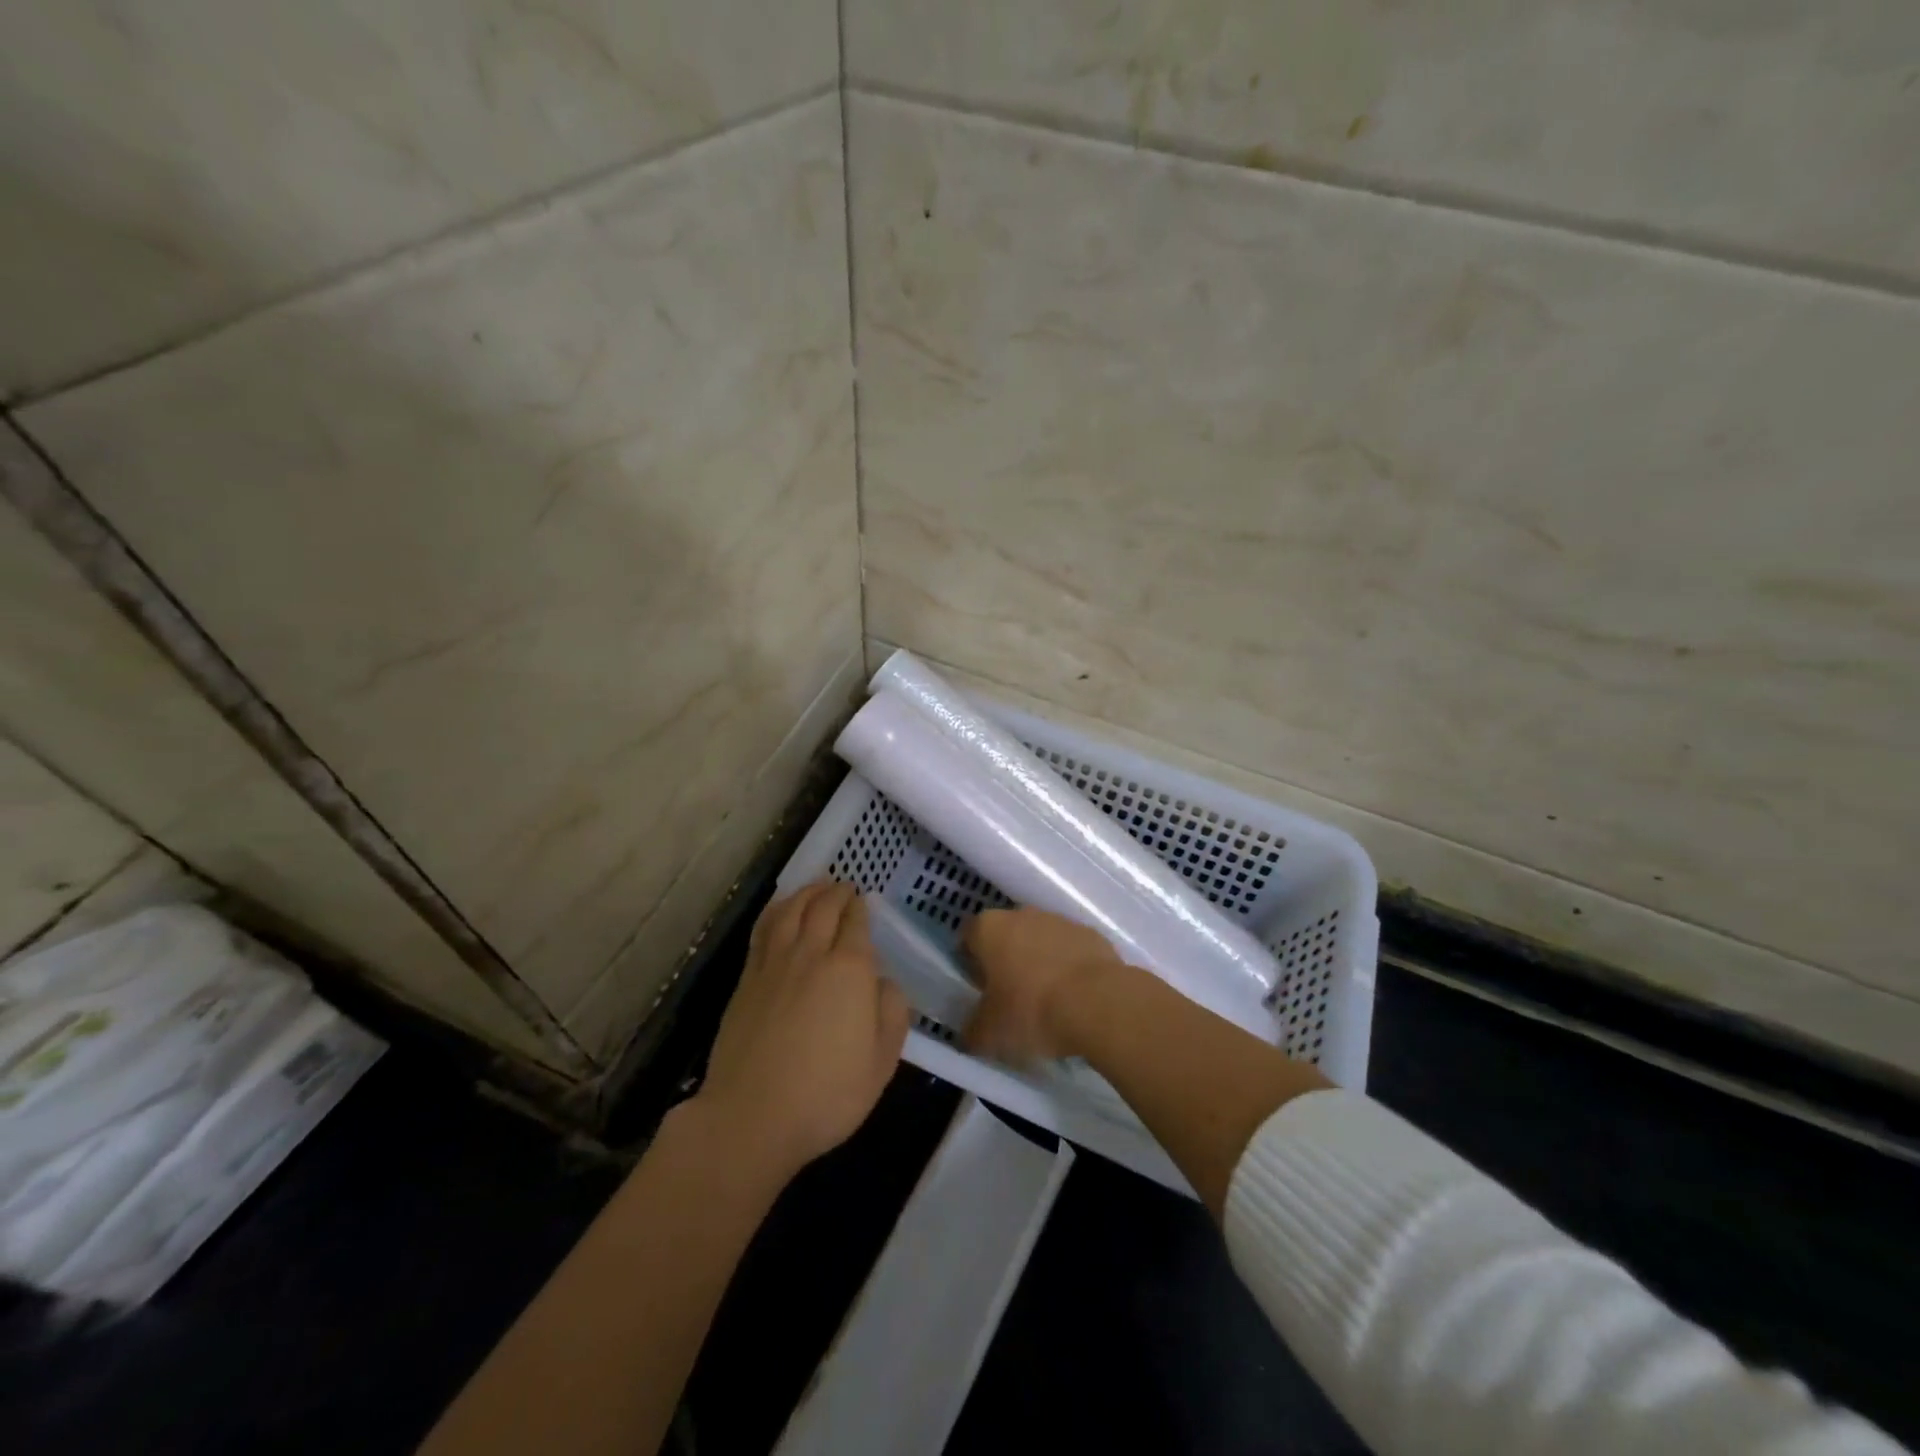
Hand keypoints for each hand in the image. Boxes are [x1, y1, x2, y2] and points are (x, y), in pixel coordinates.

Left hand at [694, 882, 908, 1184]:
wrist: (751, 1116)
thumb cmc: (827, 1094)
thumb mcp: (882, 1062)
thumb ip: (892, 1014)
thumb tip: (884, 983)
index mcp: (849, 970)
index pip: (856, 924)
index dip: (861, 908)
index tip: (864, 900)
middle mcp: (811, 955)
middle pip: (823, 909)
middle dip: (836, 893)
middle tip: (843, 886)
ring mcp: (773, 965)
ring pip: (790, 912)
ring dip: (805, 894)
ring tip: (815, 887)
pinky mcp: (746, 980)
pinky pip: (763, 931)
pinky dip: (776, 912)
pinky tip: (780, 912)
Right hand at [961, 907, 1128, 1065]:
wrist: (1098, 1003)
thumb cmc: (1031, 1010)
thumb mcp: (990, 1033)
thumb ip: (972, 1031)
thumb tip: (969, 1034)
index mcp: (989, 928)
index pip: (968, 937)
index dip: (971, 963)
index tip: (979, 991)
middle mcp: (1022, 914)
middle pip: (1006, 936)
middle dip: (1006, 961)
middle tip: (1010, 999)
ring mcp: (1060, 921)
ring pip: (1040, 940)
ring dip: (1039, 963)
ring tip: (1046, 1002)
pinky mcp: (1091, 934)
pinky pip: (1071, 950)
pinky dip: (1069, 968)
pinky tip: (1074, 999)